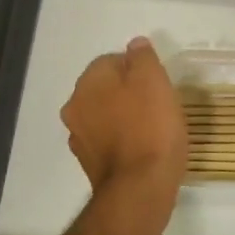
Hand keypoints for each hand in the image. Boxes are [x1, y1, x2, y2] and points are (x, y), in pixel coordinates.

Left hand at [61, 38, 187, 222]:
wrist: (140, 188)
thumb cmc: (151, 126)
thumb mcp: (154, 80)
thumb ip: (142, 57)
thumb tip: (135, 45)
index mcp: (88, 84)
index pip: (111, 60)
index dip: (138, 67)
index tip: (158, 82)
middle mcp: (75, 108)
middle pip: (106, 88)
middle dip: (128, 91)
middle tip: (158, 101)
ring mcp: (80, 138)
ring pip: (106, 114)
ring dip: (125, 115)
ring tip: (154, 126)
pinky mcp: (90, 164)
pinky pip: (109, 139)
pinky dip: (123, 138)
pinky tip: (145, 146)